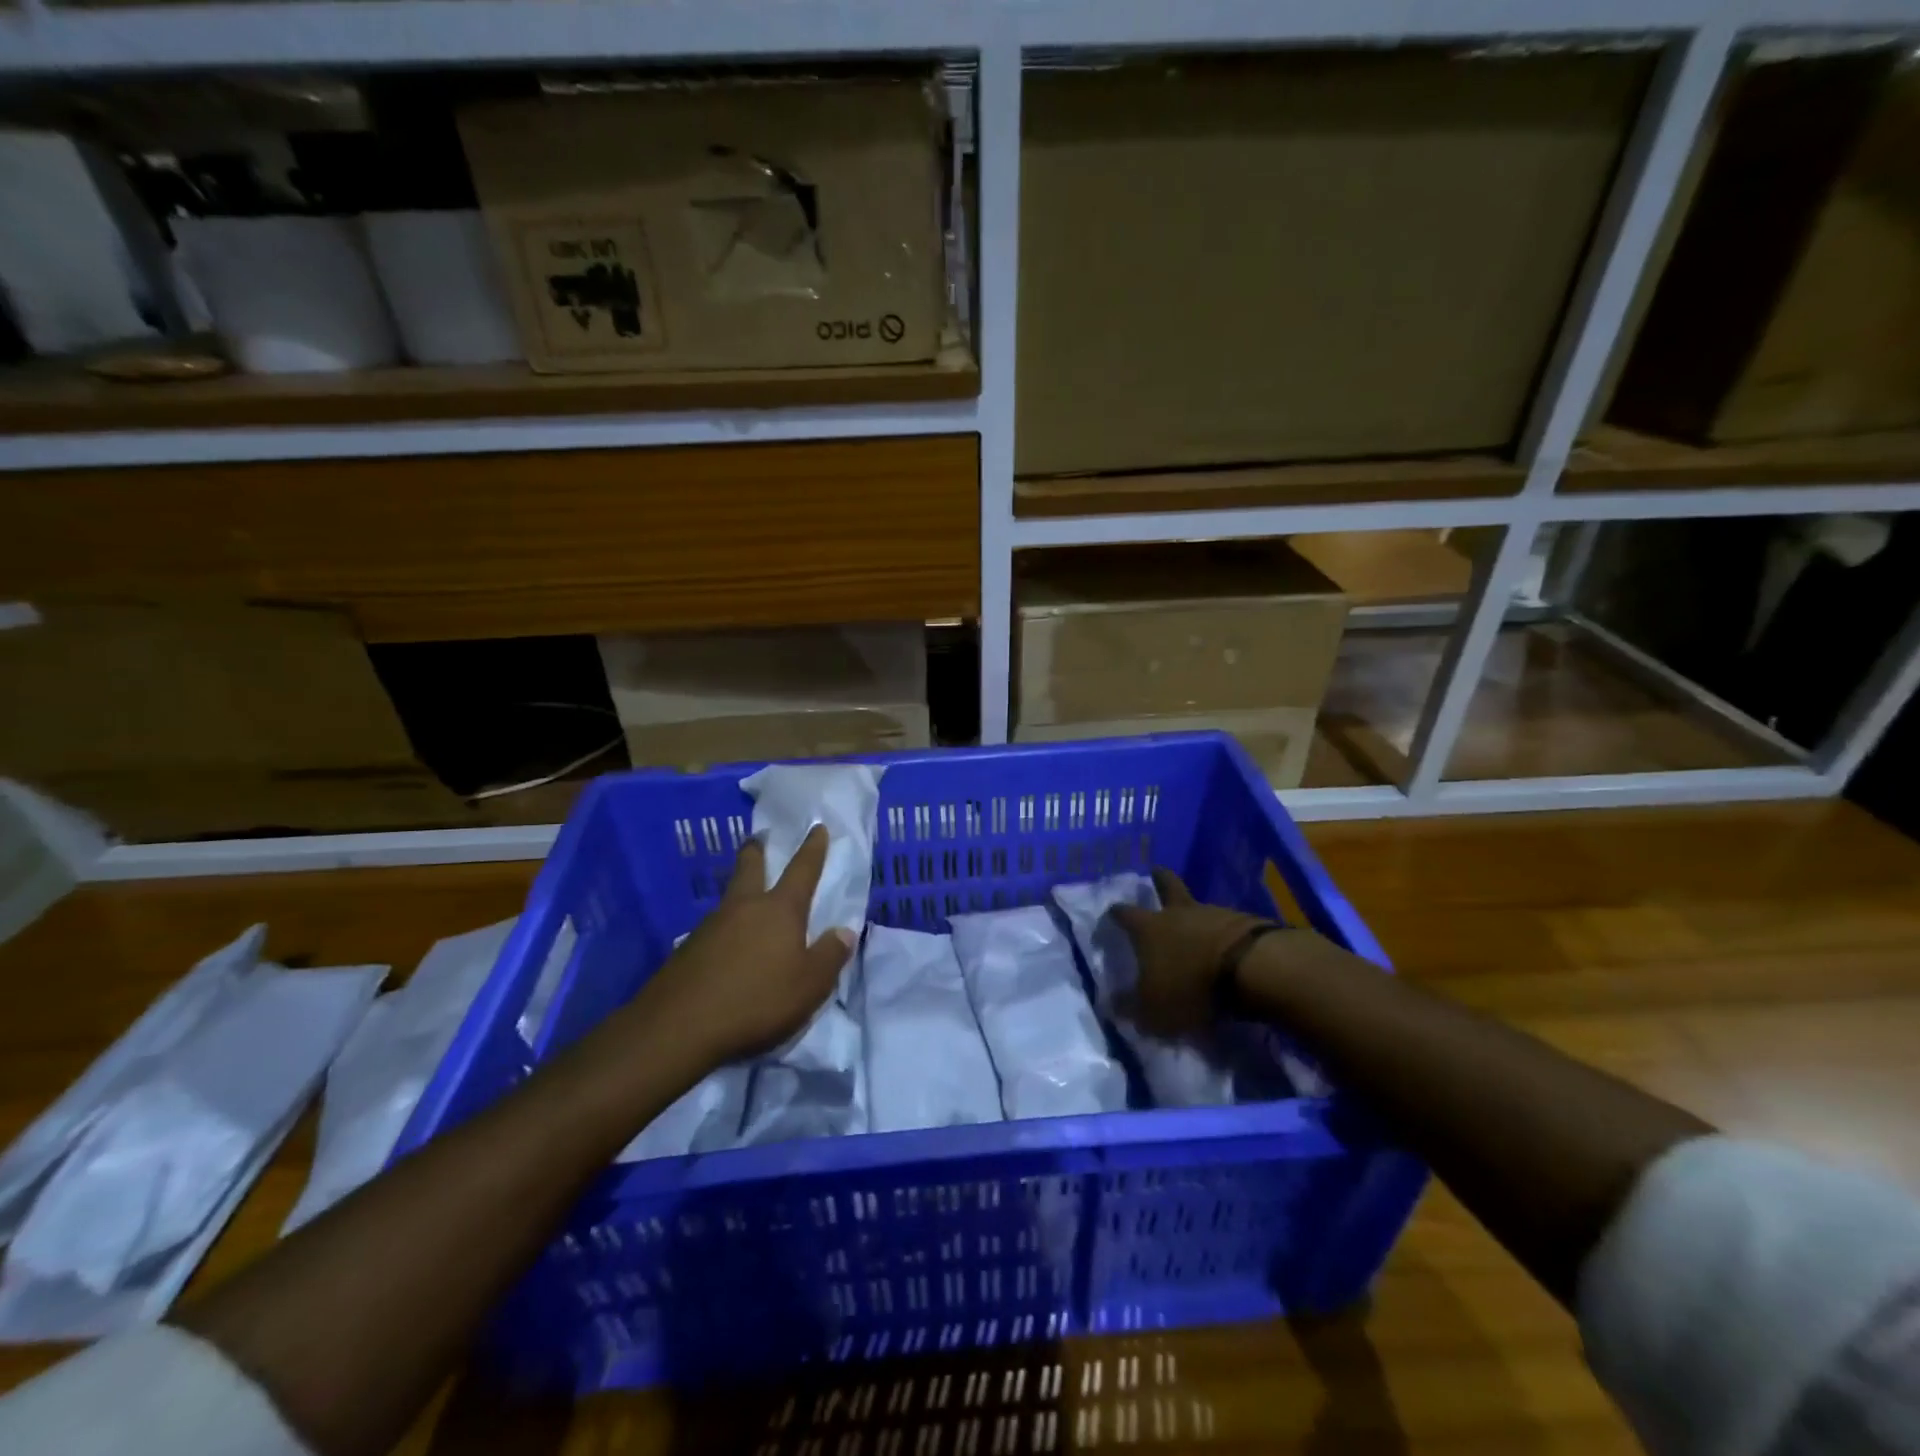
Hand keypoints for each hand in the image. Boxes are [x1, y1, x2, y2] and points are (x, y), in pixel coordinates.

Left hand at [627, 826, 854, 1066]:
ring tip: (747, 901)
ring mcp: (709, 927)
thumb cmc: (756, 1001)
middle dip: (757, 851)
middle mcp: (744, 908)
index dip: (813, 848)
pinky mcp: (686, 951)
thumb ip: (830, 956)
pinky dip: (724, 930)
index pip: (802, 870)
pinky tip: (725, 948)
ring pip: (729, 898)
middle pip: (750, 868)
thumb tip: (844, 931)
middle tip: (757, 838)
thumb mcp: (810, 985)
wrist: (678, 1028)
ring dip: (739, 892)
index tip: (817, 827)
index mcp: (779, 910)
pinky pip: (713, 930)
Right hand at [1110, 868, 1274, 1035]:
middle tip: (1155, 872)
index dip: (1115, 914)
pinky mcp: (1246, 922)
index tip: (1111, 913)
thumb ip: (1131, 1009)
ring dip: (1195, 914)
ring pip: (1198, 907)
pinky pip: (1227, 924)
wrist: (1253, 969)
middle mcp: (1178, 913)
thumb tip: (1112, 1005)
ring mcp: (1214, 914)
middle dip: (1159, 879)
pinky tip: (1225, 945)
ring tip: (1195, 928)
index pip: (1124, 914)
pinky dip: (1223, 932)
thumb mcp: (1154, 1011)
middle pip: (1167, 885)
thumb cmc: (1192, 986)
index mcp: (1149, 929)